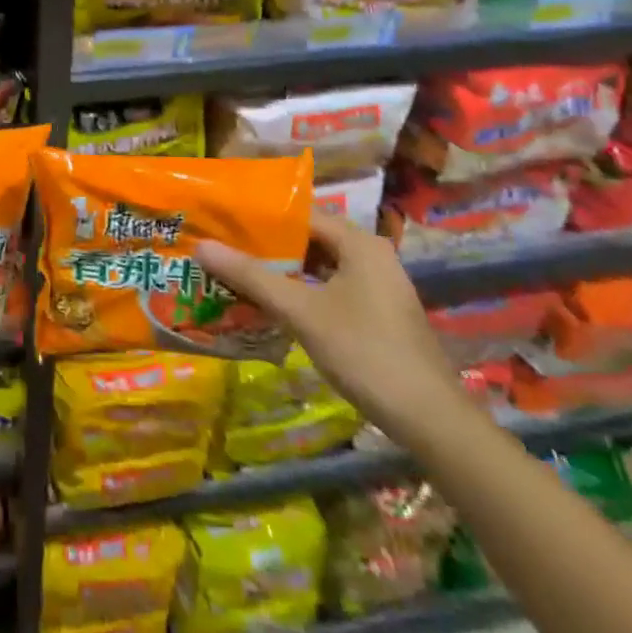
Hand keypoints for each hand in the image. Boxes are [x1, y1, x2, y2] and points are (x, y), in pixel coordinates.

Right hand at [196, 212, 467, 438]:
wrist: (429, 419)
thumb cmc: (364, 352)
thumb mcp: (300, 311)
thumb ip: (251, 276)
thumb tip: (201, 246)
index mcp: (359, 243)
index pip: (300, 213)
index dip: (259, 216)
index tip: (221, 220)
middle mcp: (370, 256)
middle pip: (308, 238)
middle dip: (265, 245)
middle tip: (221, 245)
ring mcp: (376, 286)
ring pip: (317, 266)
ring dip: (280, 270)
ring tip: (234, 271)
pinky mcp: (376, 314)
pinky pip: (328, 288)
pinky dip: (299, 291)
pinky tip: (268, 303)